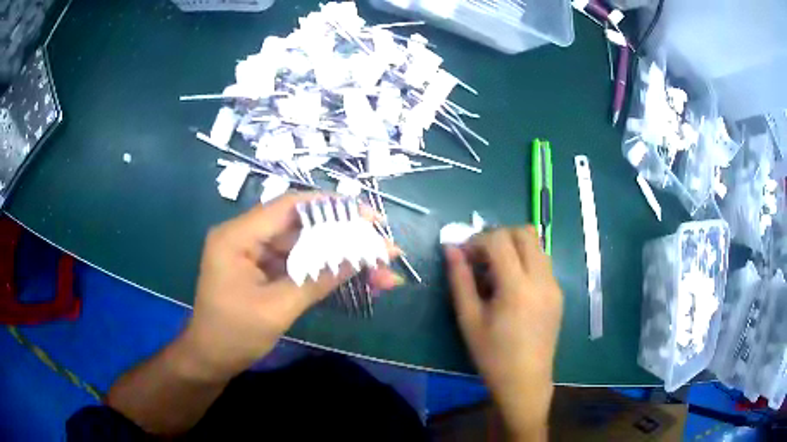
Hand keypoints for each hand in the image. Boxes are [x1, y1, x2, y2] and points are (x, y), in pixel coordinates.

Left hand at [180, 192, 401, 380]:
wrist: (211, 360)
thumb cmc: (233, 335)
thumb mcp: (276, 309)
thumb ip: (317, 280)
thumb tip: (360, 258)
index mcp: (237, 236)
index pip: (288, 207)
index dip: (331, 207)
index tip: (368, 217)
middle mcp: (246, 237)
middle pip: (301, 227)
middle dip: (344, 238)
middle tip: (382, 246)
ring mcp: (256, 254)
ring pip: (305, 247)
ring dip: (340, 258)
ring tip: (380, 270)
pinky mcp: (264, 270)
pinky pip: (299, 264)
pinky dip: (326, 272)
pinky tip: (356, 279)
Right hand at [445, 227, 561, 439]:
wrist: (525, 381)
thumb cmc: (492, 355)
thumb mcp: (469, 319)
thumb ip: (460, 280)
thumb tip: (450, 249)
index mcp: (517, 287)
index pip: (500, 240)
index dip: (478, 240)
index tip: (465, 256)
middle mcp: (541, 279)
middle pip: (525, 232)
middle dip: (499, 236)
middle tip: (481, 257)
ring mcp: (554, 286)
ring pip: (537, 245)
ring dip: (514, 247)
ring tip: (496, 272)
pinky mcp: (558, 294)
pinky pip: (542, 263)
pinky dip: (525, 262)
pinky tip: (512, 287)